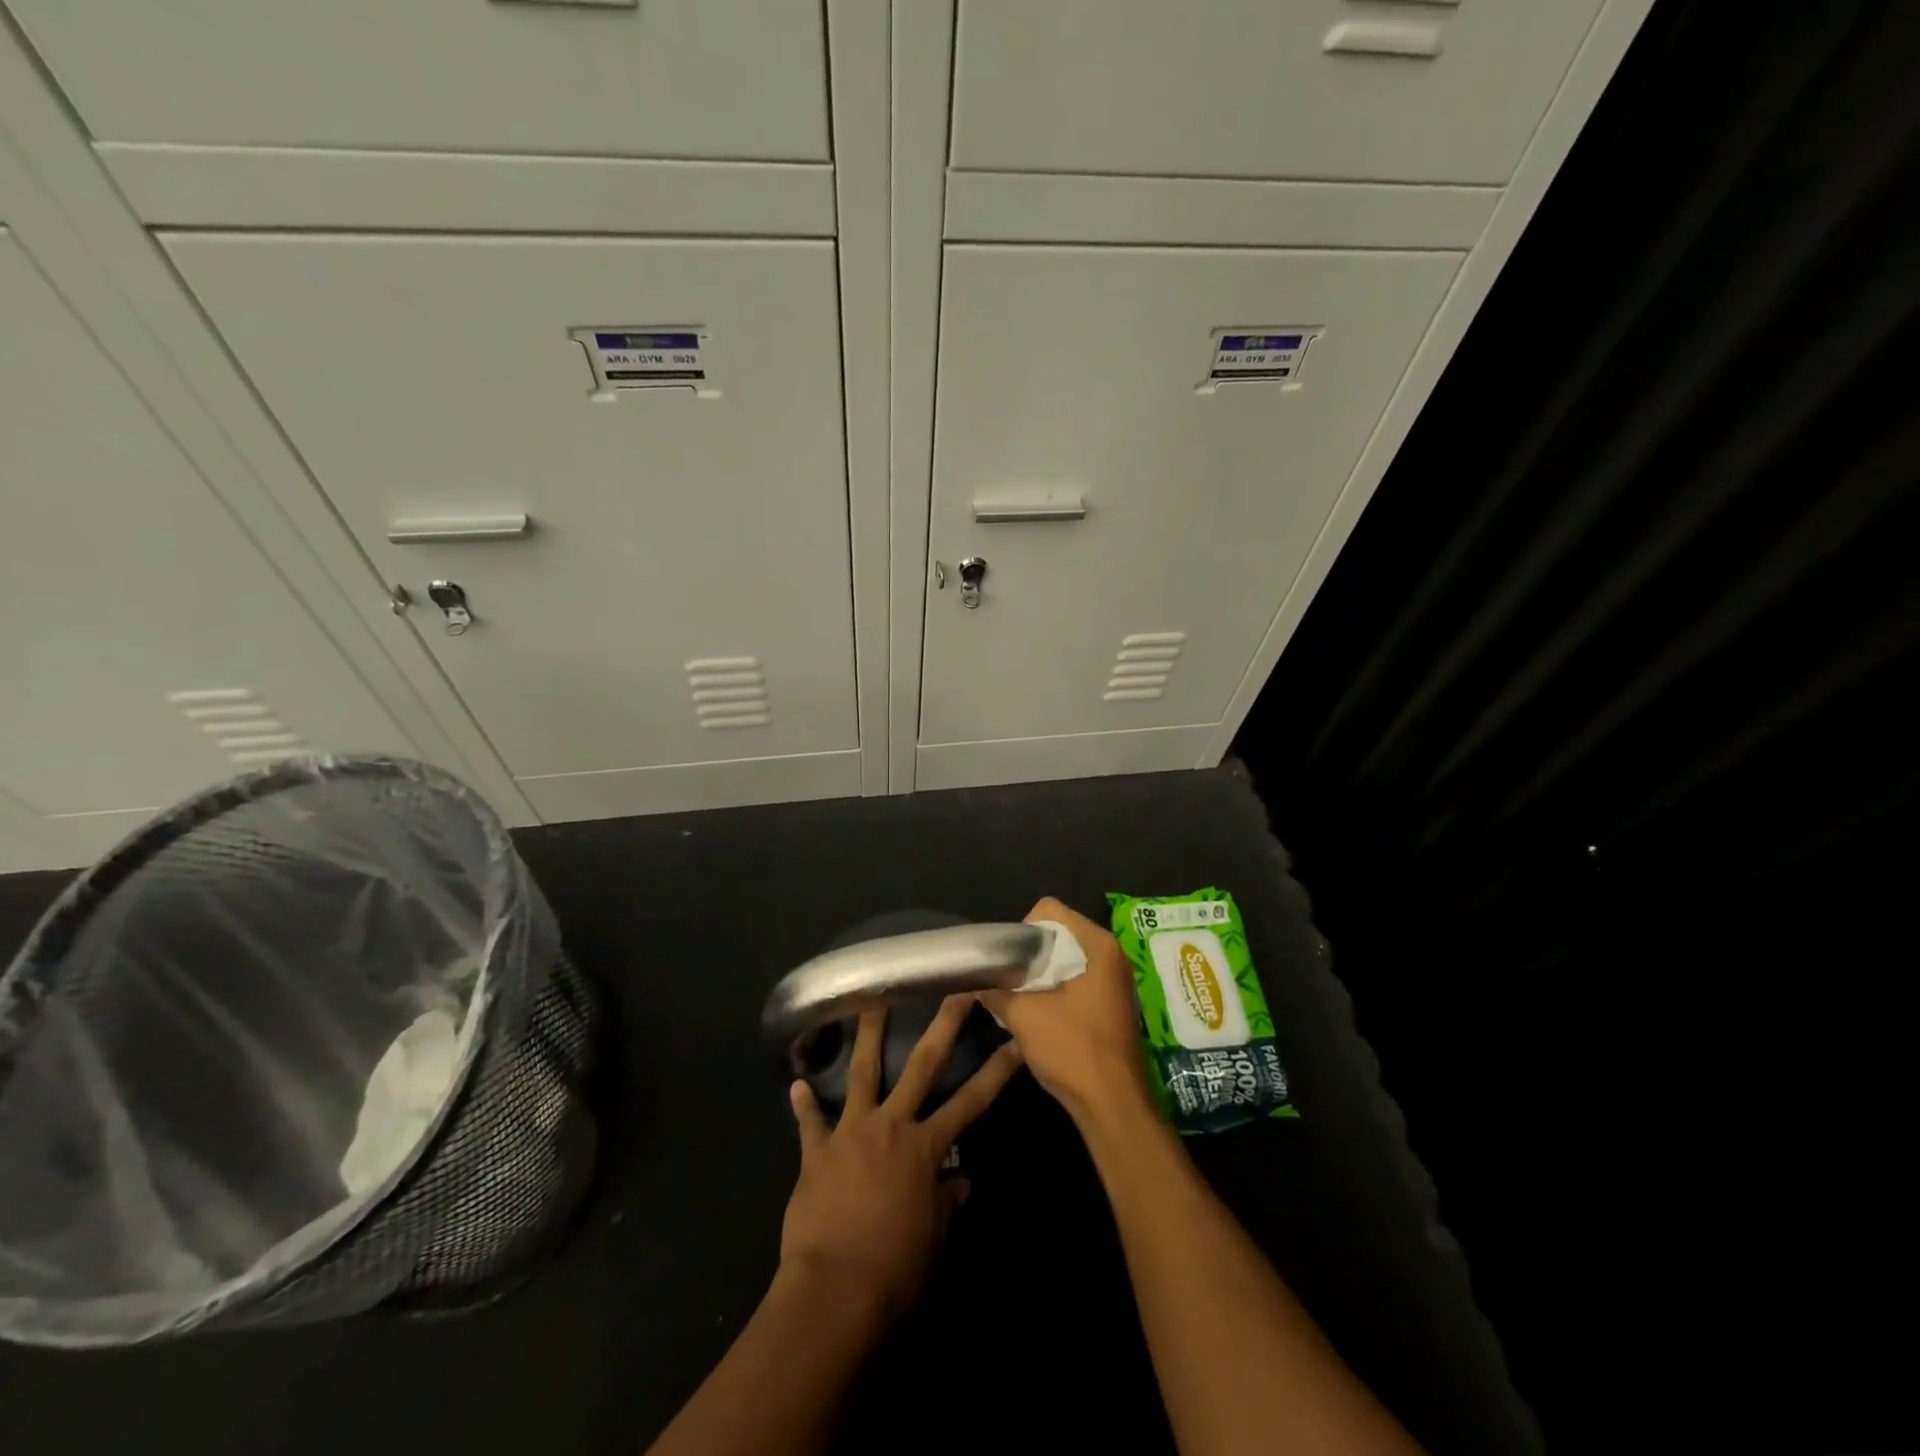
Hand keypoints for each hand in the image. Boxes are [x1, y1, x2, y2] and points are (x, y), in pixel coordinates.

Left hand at [780, 995, 1022, 1320]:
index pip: (972, 1101)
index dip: (997, 1072)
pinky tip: (796, 1085)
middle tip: (954, 992)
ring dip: (867, 1036)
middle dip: (942, 1026)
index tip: (1016, 1042)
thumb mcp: (934, 1238)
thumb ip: (947, 1202)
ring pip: (862, 1073)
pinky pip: (810, 1123)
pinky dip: (804, 1105)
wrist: (835, 1293)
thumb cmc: (896, 1271)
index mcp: (926, 1147)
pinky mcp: (817, 1152)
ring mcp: (852, 1132)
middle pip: (921, 1066)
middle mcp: (892, 1126)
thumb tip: (960, 1181)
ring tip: (870, 1001)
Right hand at [980, 897, 1155, 1126]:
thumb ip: (996, 991)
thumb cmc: (1073, 1050)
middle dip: (1031, 953)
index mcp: (1098, 945)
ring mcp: (1116, 980)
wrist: (1114, 1106)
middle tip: (1009, 978)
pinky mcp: (1113, 1004)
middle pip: (1060, 934)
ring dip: (1042, 974)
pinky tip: (1039, 1014)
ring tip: (1019, 996)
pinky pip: (1078, 980)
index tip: (1009, 959)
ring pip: (1067, 960)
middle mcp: (1112, 955)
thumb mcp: (1024, 1016)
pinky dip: (1056, 989)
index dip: (1022, 929)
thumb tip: (975, 981)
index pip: (1050, 911)